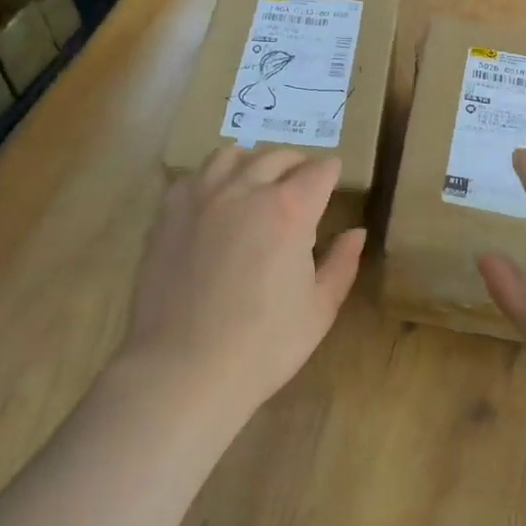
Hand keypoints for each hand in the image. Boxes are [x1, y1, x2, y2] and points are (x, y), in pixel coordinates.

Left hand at [122, 146, 365, 413]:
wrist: (183, 369)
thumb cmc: (263, 345)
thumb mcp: (319, 309)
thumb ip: (342, 264)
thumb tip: (356, 232)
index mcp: (290, 209)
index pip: (318, 171)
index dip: (331, 172)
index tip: (334, 178)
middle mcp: (246, 189)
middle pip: (277, 156)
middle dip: (297, 164)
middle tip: (302, 183)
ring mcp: (202, 197)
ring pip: (232, 155)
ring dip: (253, 162)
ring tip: (257, 181)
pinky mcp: (169, 212)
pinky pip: (194, 176)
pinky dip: (213, 177)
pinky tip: (215, 199)